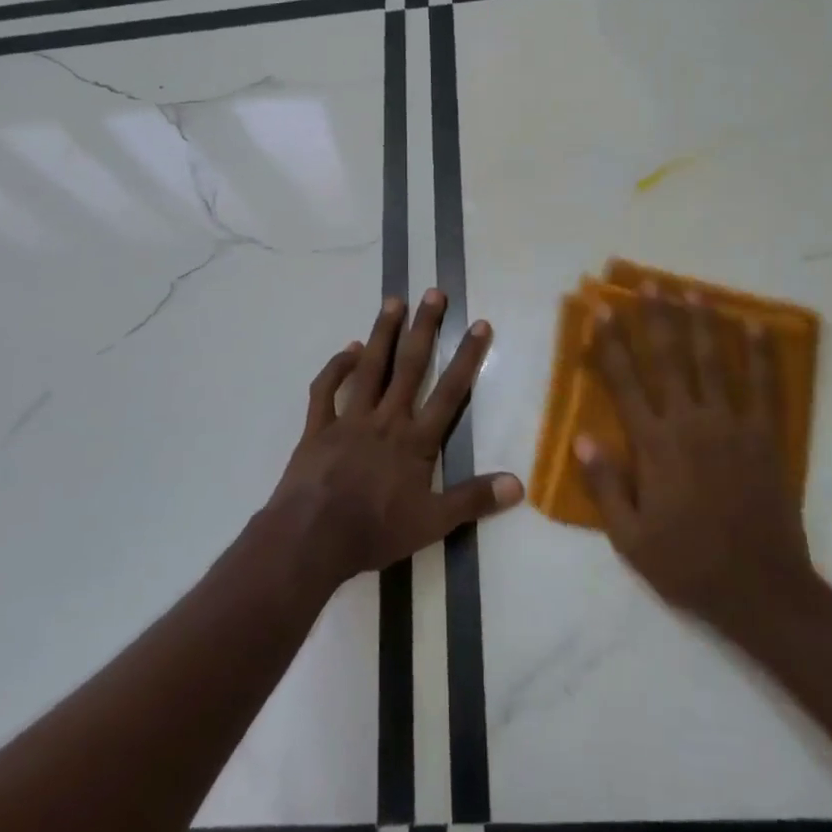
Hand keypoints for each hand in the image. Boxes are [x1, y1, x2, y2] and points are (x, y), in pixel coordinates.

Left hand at [265, 289, 521, 588]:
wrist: (312, 538)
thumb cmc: (375, 531)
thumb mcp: (433, 523)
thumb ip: (474, 500)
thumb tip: (519, 484)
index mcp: (415, 440)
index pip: (449, 392)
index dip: (467, 358)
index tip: (479, 325)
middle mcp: (385, 419)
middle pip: (410, 367)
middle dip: (424, 329)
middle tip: (433, 293)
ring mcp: (349, 419)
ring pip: (370, 368)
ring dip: (383, 334)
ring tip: (394, 301)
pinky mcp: (318, 428)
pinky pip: (326, 390)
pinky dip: (337, 367)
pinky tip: (348, 349)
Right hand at [578, 289, 817, 641]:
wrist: (760, 589)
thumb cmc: (687, 563)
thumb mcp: (630, 537)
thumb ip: (605, 484)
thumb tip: (580, 437)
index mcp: (655, 445)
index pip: (626, 382)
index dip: (611, 344)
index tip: (601, 311)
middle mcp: (691, 423)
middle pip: (670, 359)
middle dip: (657, 318)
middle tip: (651, 284)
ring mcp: (733, 426)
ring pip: (714, 362)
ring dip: (702, 324)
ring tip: (692, 292)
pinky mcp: (766, 437)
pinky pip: (765, 386)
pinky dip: (762, 355)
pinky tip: (756, 326)